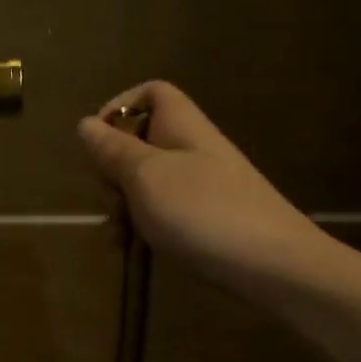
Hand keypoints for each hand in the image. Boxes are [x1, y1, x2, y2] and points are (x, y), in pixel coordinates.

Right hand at [77, 81, 328, 291]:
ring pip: (147, 182)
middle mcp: (192, 150)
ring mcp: (201, 187)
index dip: (119, 108)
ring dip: (122, 206)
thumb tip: (85, 124)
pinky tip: (131, 250)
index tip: (97, 143)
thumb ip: (113, 150)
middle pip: (141, 142)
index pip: (151, 94)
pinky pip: (163, 211)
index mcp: (181, 127)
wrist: (274, 267)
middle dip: (113, 169)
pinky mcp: (206, 220)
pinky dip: (142, 226)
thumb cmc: (203, 212)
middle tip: (110, 198)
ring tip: (116, 237)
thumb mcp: (146, 177)